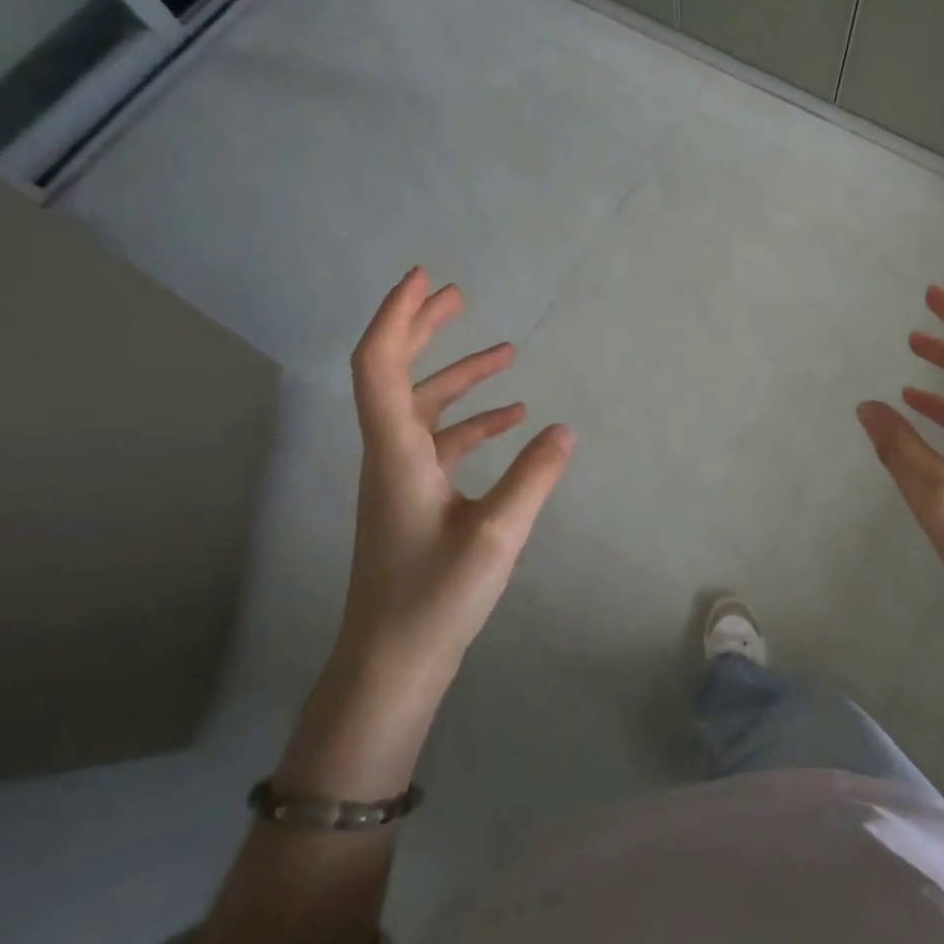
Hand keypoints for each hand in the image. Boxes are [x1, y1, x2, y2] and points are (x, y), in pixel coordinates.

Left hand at [338, 268, 572, 702]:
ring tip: (506, 352)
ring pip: (424, 410)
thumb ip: (533, 477)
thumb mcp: (497, 535)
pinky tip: (513, 421)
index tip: (426, 280)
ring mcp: (402, 480)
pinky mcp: (417, 501)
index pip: (379, 366)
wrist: (392, 663)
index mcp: (397, 454)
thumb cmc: (435, 598)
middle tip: (459, 294)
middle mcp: (392, 456)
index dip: (398, 317)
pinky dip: (474, 423)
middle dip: (423, 329)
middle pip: (394, 375)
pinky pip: (443, 445)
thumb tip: (563, 428)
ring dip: (459, 377)